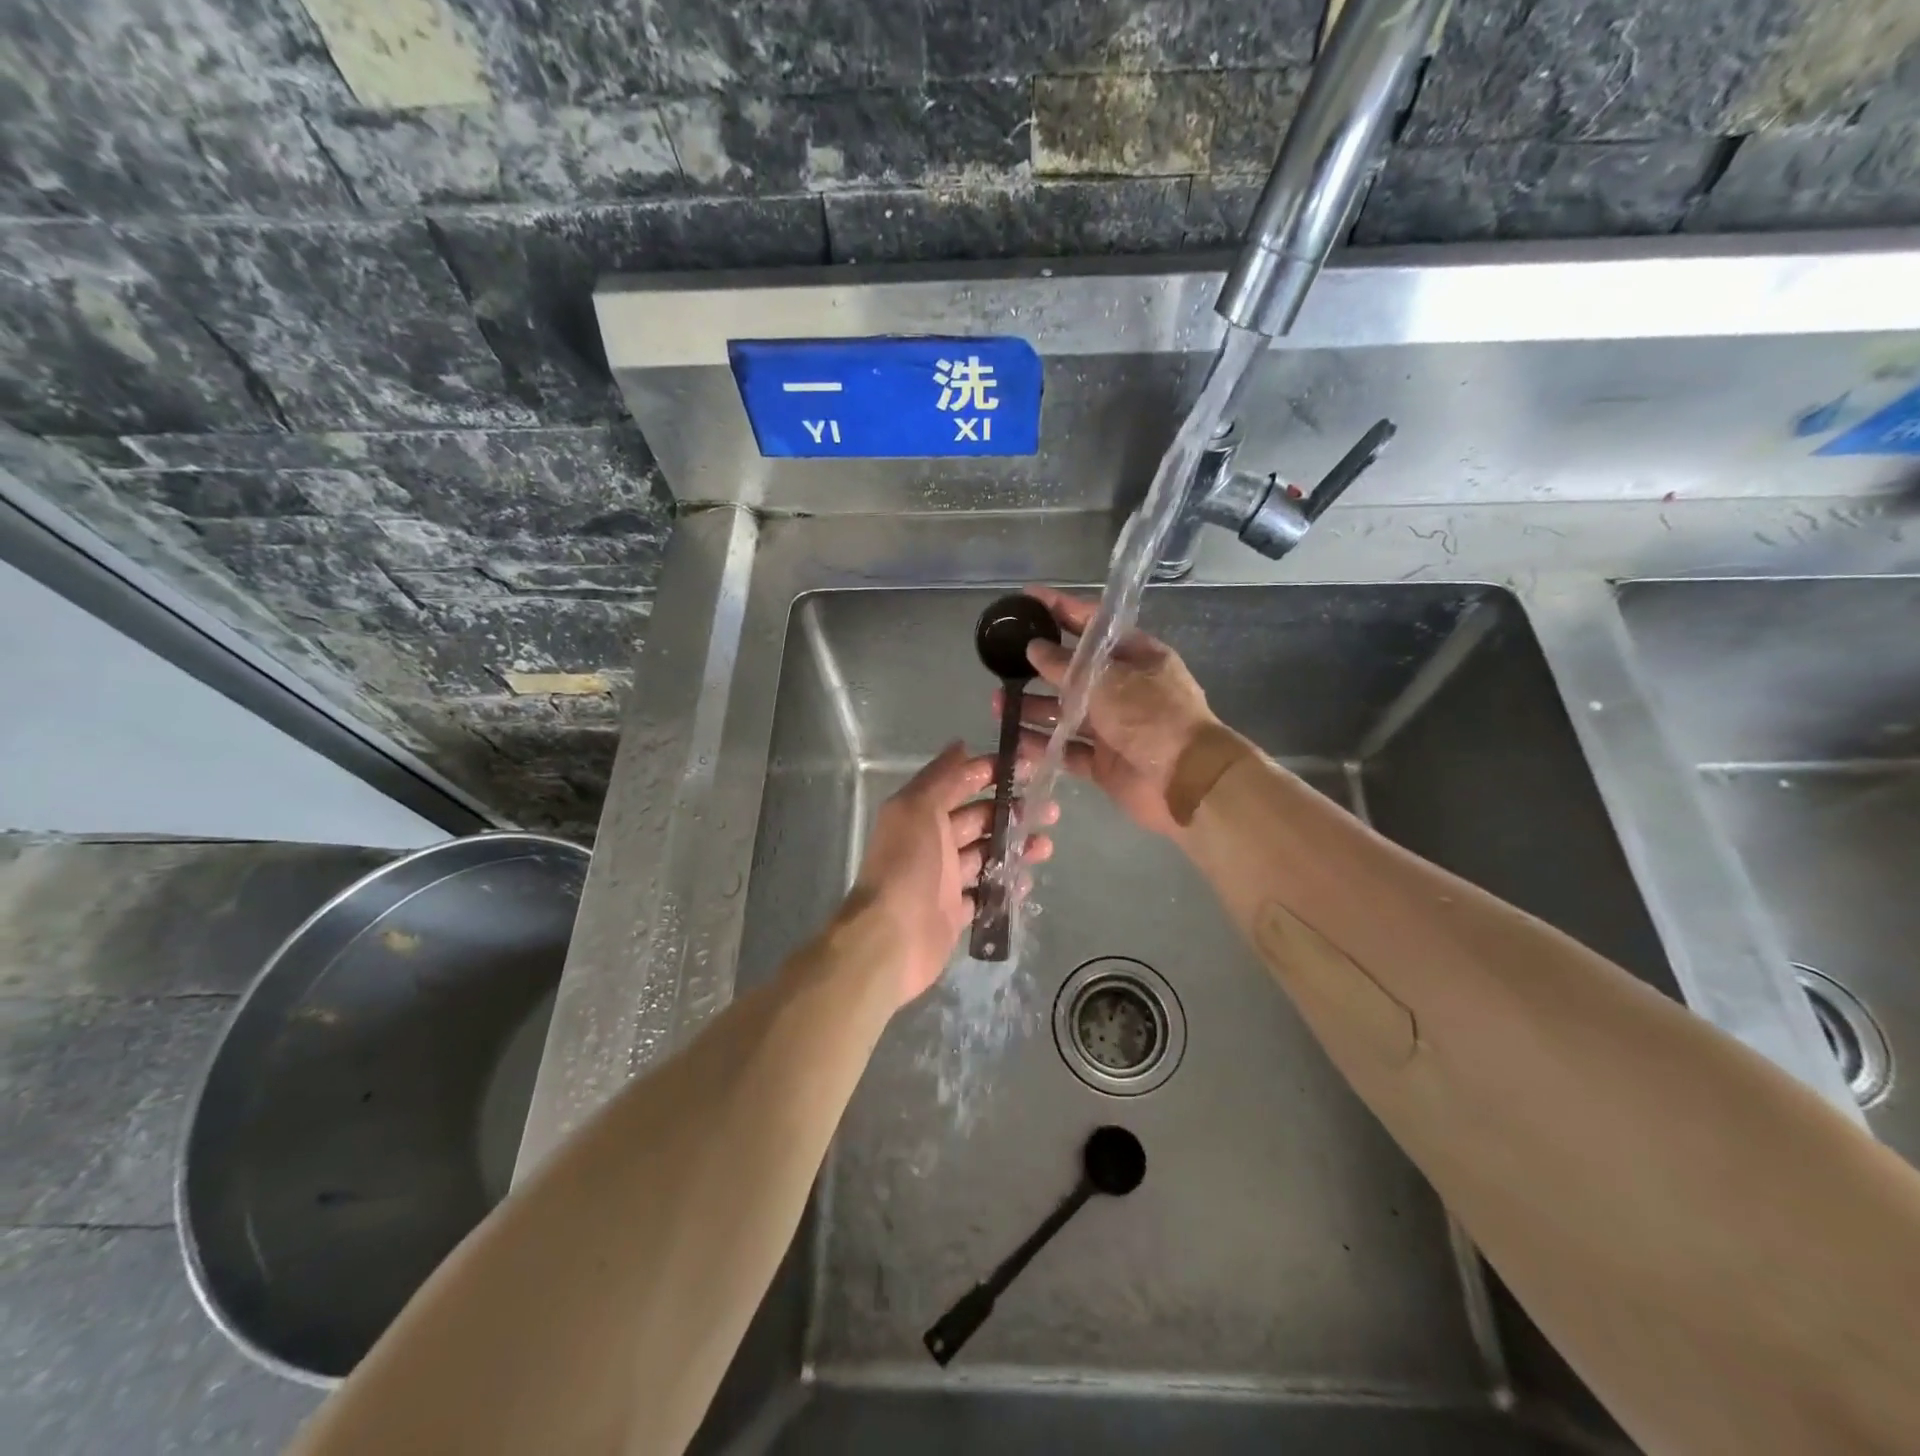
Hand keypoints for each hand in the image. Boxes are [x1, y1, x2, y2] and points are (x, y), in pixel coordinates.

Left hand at [847, 742, 1054, 1008]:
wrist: (891, 938)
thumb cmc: (907, 866)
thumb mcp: (918, 809)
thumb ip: (941, 777)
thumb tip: (960, 744)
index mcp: (921, 813)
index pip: (960, 784)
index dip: (991, 773)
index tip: (1028, 768)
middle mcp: (932, 842)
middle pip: (979, 819)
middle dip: (1013, 811)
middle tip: (1050, 810)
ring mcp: (944, 879)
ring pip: (986, 855)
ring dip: (1016, 847)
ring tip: (1046, 846)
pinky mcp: (954, 912)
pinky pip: (986, 893)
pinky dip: (1006, 886)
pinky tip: (1028, 881)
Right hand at [1007, 585, 1219, 838]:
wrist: (1187, 782)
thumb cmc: (1152, 717)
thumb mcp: (1108, 682)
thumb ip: (1066, 667)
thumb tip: (1034, 648)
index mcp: (1136, 656)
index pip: (1092, 624)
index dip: (1060, 609)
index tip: (1026, 599)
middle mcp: (1124, 688)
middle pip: (1074, 671)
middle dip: (1038, 667)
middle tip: (1001, 664)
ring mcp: (1113, 727)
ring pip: (1065, 713)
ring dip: (1033, 708)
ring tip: (999, 706)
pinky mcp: (1104, 762)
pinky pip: (1067, 750)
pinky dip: (1043, 746)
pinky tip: (1015, 741)